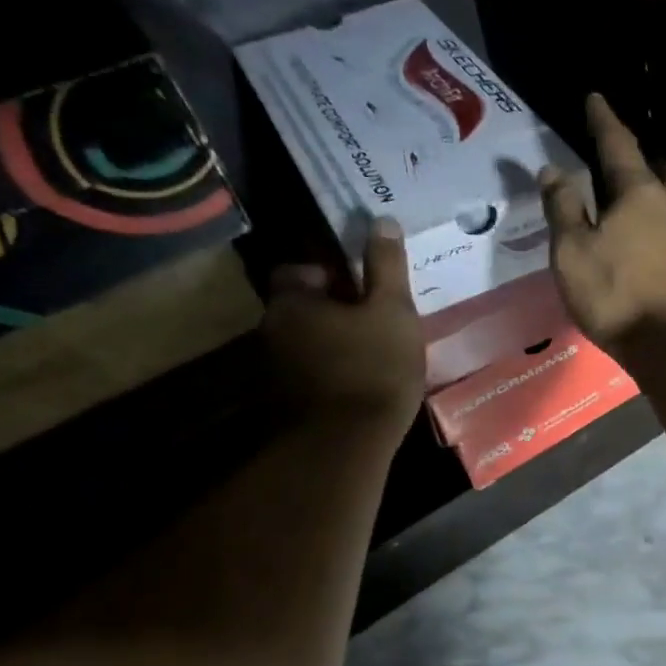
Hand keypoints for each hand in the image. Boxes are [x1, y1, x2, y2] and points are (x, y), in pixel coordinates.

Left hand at [261, 216, 423, 438]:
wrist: (347, 445)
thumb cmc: (373, 367)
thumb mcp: (392, 311)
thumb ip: (386, 266)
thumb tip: (382, 221)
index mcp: (291, 302)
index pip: (296, 271)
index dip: (327, 275)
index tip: (359, 288)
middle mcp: (272, 332)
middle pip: (301, 310)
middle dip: (333, 312)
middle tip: (375, 322)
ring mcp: (275, 372)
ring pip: (306, 344)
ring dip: (333, 345)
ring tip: (374, 356)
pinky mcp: (285, 405)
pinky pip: (311, 375)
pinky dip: (332, 374)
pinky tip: (362, 386)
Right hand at [541, 93, 665, 349]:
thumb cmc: (618, 296)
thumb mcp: (573, 253)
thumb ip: (563, 209)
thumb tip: (553, 170)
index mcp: (640, 194)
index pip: (619, 145)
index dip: (604, 120)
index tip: (596, 98)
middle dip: (652, 162)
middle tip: (632, 171)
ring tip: (646, 214)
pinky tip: (661, 252)